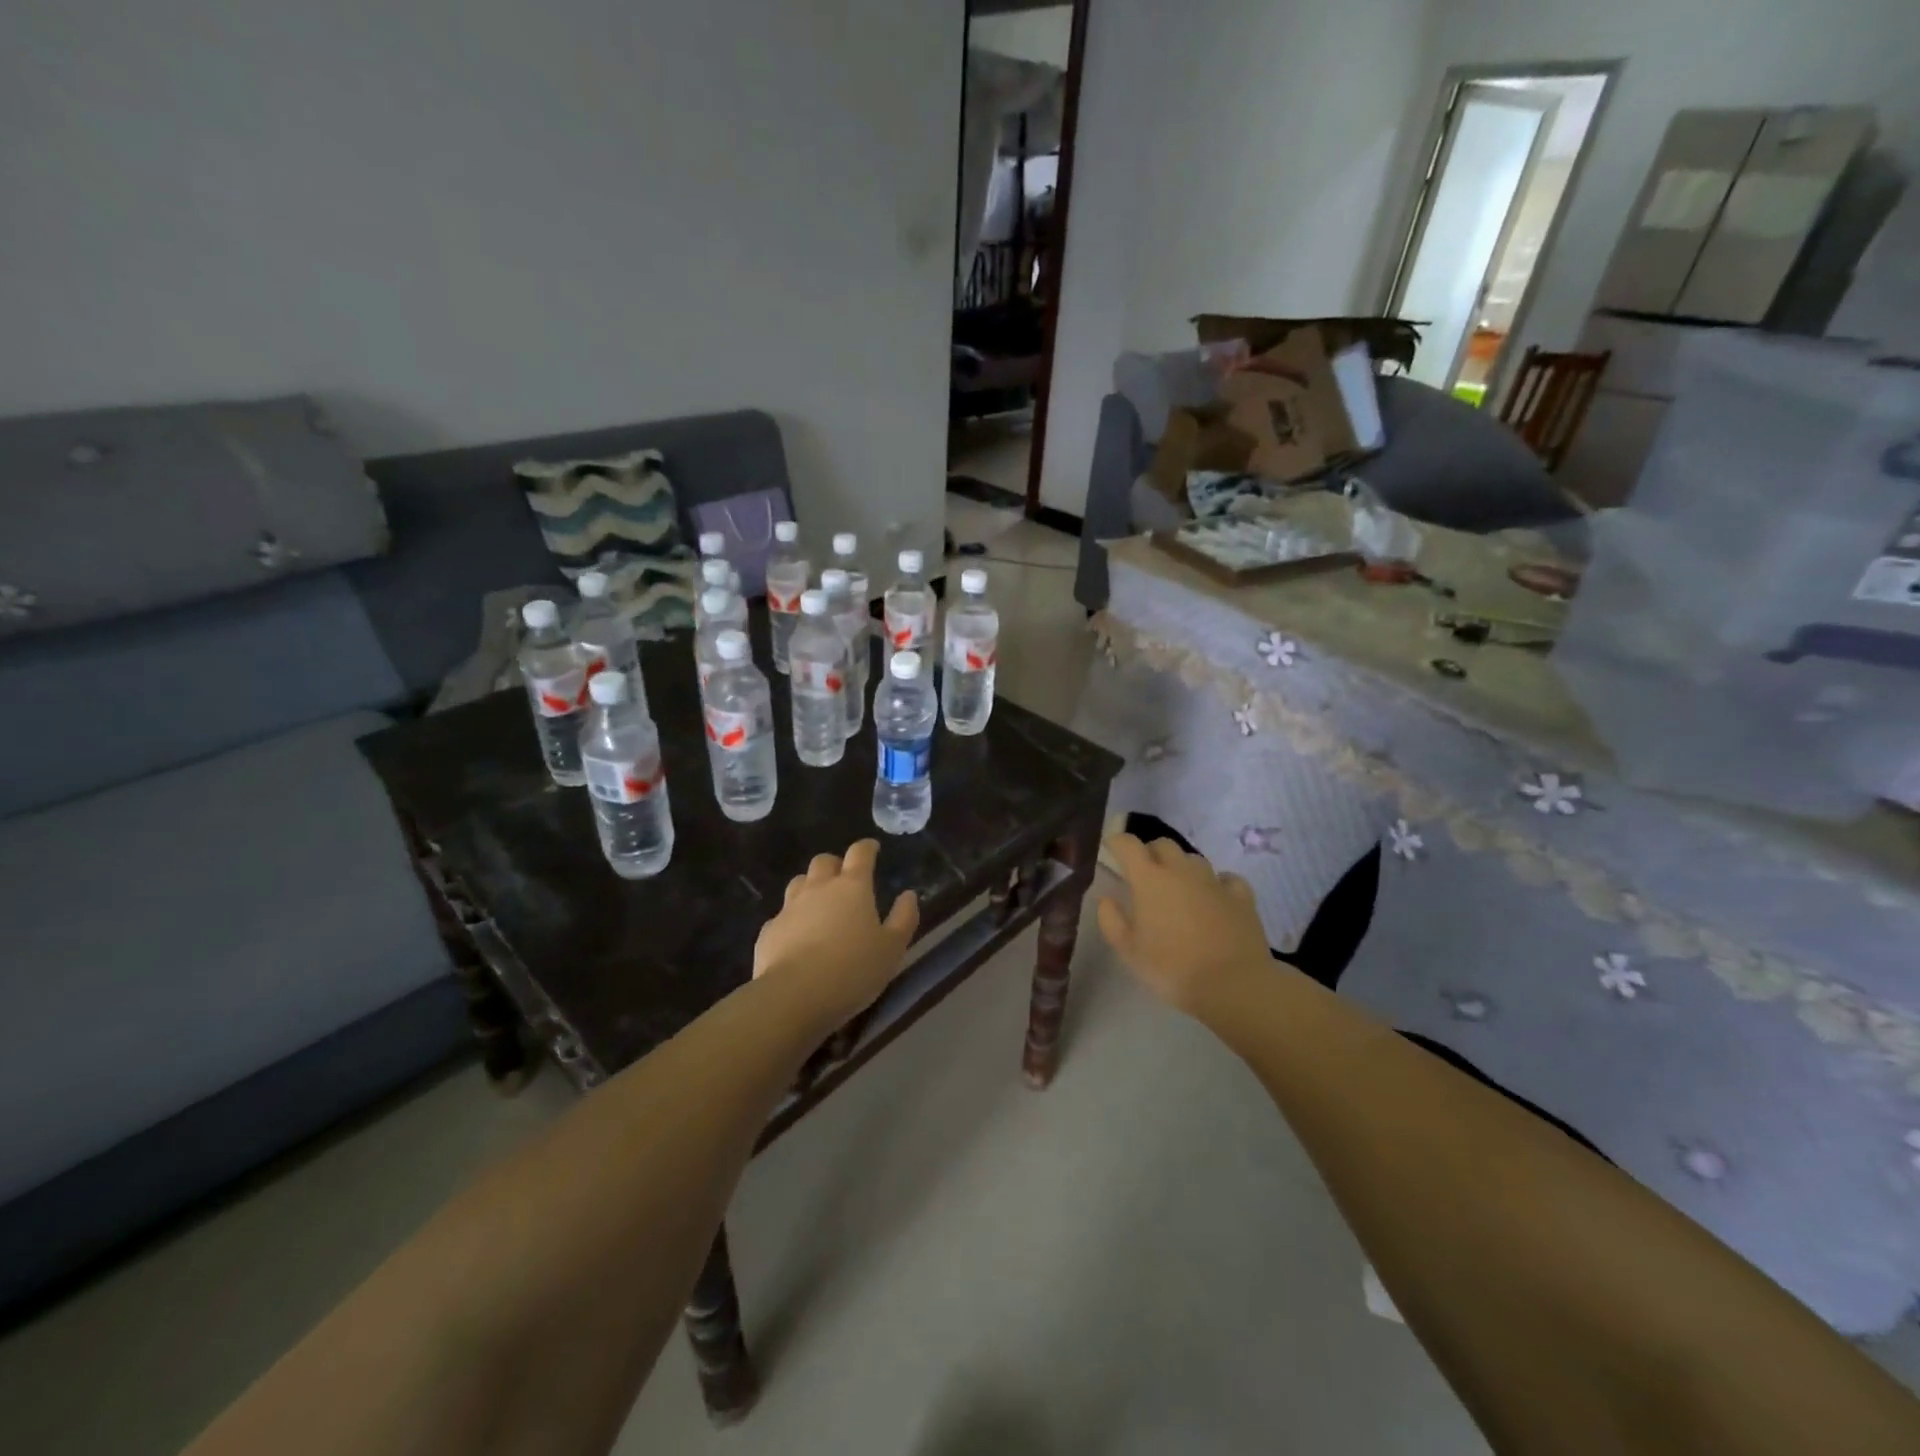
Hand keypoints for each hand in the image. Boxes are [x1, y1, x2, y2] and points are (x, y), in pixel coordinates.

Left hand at [755, 840, 918, 1022]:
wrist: (794, 996)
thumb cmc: (853, 970)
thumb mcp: (892, 948)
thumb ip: (904, 918)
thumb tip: (908, 895)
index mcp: (852, 887)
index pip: (860, 853)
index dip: (867, 848)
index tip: (872, 849)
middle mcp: (819, 888)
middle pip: (824, 861)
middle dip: (835, 864)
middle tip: (845, 878)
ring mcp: (789, 907)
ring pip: (799, 883)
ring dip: (810, 886)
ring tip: (820, 905)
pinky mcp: (769, 930)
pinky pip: (782, 915)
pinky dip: (792, 919)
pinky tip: (797, 936)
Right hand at [1097, 833, 1270, 1013]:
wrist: (1233, 985)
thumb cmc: (1172, 968)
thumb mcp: (1129, 951)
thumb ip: (1111, 920)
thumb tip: (1106, 900)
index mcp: (1150, 879)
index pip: (1128, 845)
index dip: (1117, 842)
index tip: (1110, 848)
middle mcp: (1181, 871)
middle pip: (1163, 845)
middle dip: (1150, 852)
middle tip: (1144, 873)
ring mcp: (1214, 881)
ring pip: (1193, 859)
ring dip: (1182, 867)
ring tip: (1179, 889)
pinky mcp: (1241, 896)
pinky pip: (1226, 879)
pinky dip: (1217, 883)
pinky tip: (1215, 897)